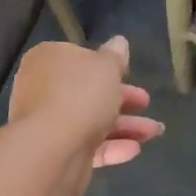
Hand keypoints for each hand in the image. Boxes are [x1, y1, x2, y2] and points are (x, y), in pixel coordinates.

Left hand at [10, 36, 161, 175]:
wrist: (53, 149)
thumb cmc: (81, 94)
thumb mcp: (107, 66)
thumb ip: (115, 55)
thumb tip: (119, 42)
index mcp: (48, 60)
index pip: (78, 58)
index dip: (105, 66)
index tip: (128, 73)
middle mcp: (42, 89)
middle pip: (87, 91)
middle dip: (122, 98)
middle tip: (145, 102)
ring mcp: (47, 123)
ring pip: (90, 120)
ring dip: (125, 125)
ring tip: (154, 131)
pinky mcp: (55, 152)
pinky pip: (86, 145)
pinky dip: (111, 146)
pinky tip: (135, 149)